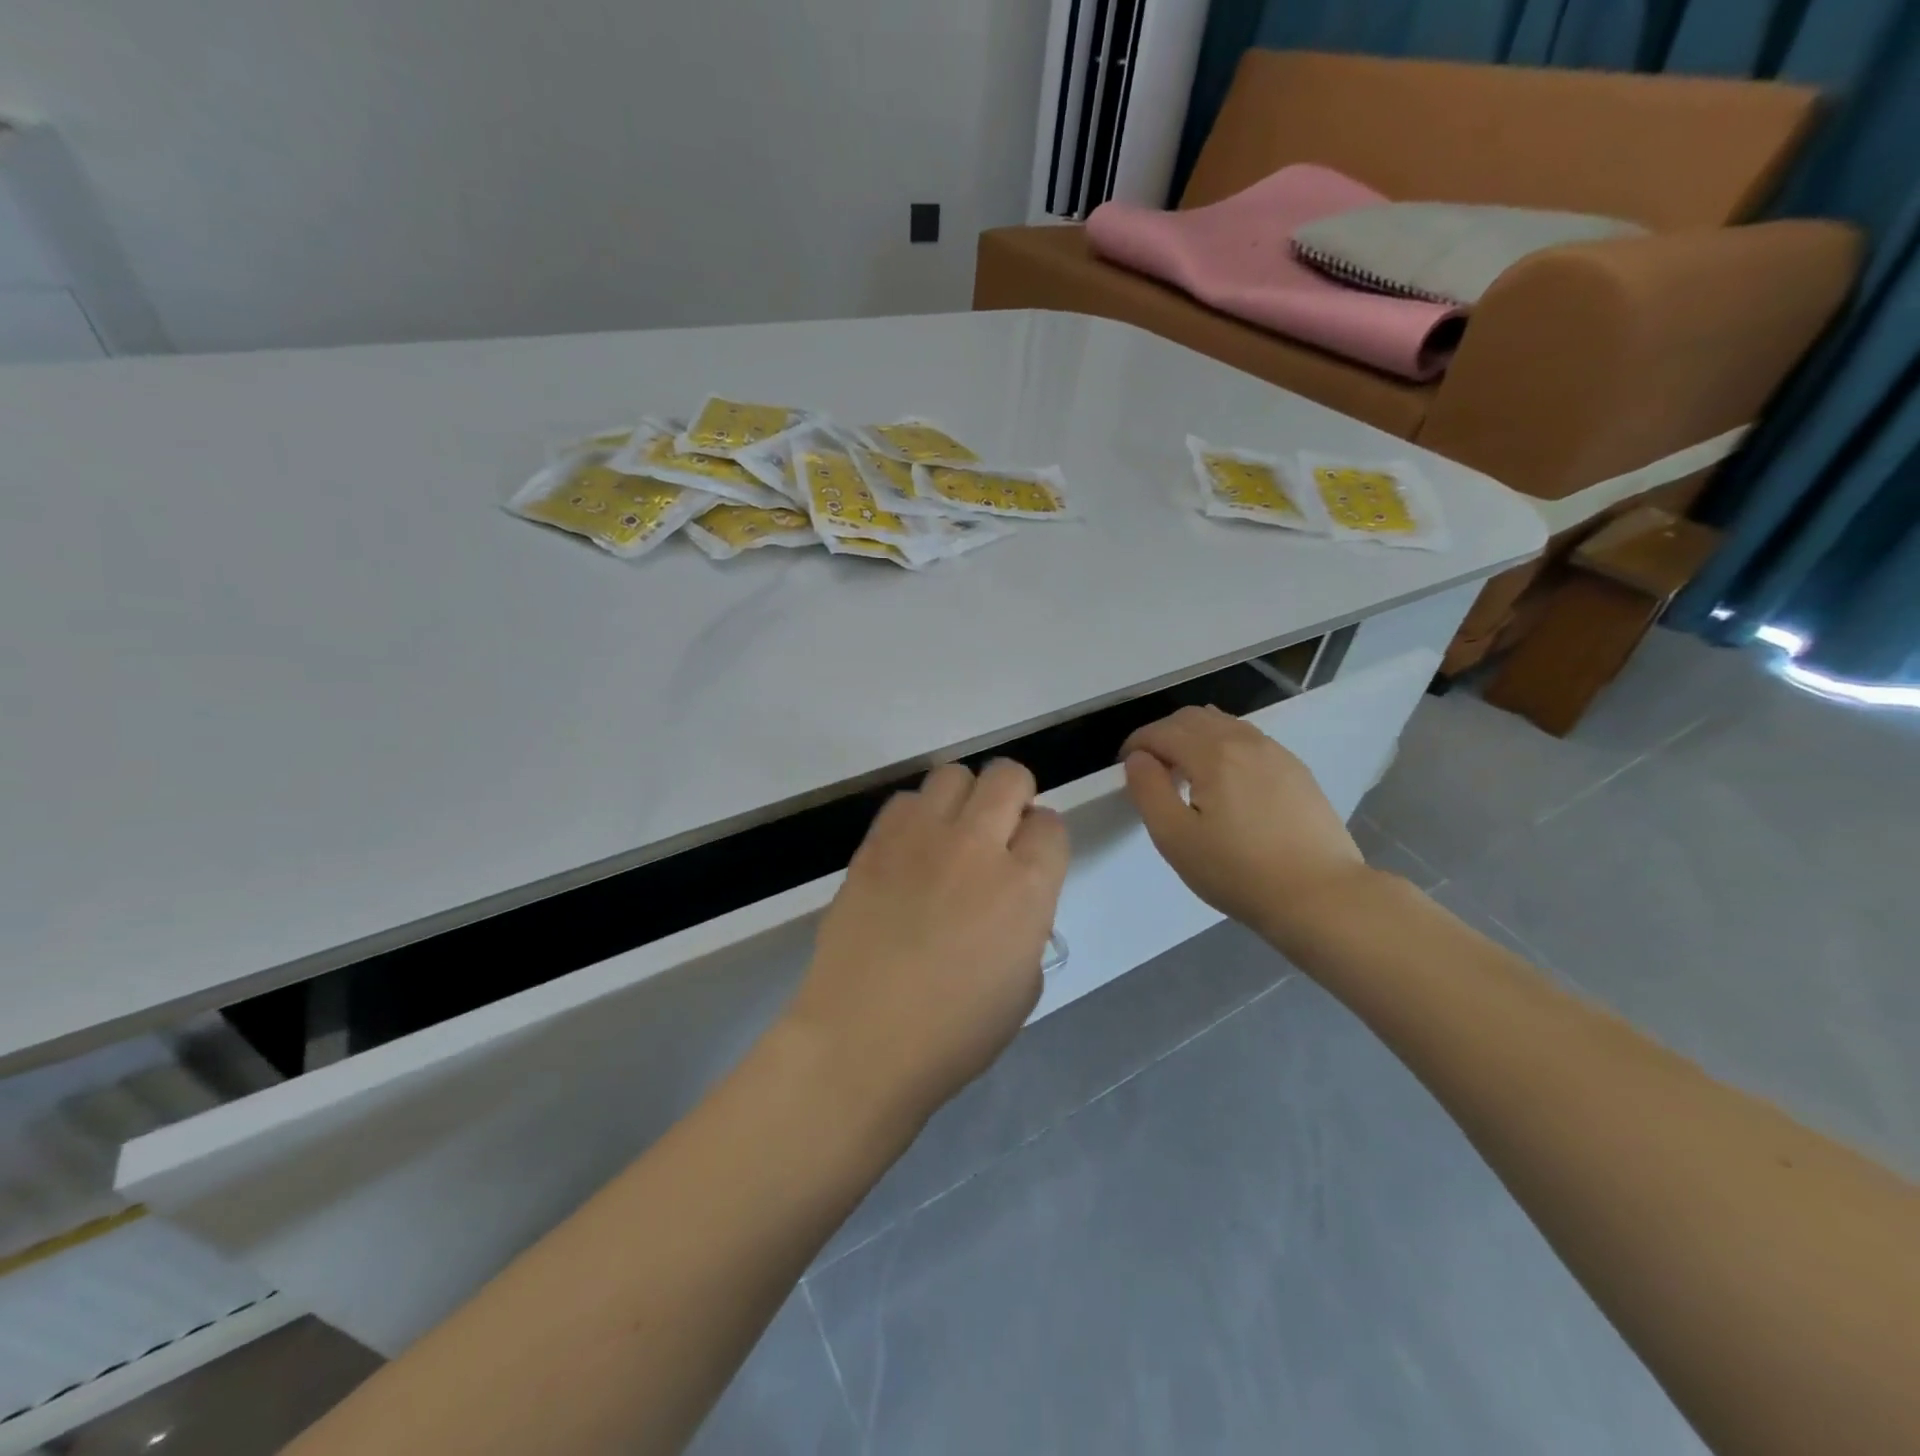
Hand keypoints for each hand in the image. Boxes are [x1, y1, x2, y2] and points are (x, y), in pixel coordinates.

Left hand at [785, 760, 1068, 1127]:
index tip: (1030, 859)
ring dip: (964, 798)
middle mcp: (977, 846)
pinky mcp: (874, 843)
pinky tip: (910, 852)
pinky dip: (916, 815)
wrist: (863, 1039)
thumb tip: (1011, 898)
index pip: (1051, 824)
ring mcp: (920, 838)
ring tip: (951, 835)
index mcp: (1025, 887)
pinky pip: (904, 800)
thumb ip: (1027, 924)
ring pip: (953, 774)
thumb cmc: (954, 1033)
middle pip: (1008, 776)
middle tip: (999, 831)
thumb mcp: (1023, 985)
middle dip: (1014, 795)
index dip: (1043, 838)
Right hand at [1121, 706, 1367, 945]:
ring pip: (1222, 724)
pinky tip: (1224, 782)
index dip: (1135, 745)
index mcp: (1212, 753)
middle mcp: (1244, 740)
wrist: (1320, 895)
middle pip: (1191, 718)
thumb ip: (1148, 790)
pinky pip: (1247, 740)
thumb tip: (1138, 759)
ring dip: (1193, 738)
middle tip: (1152, 770)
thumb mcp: (1175, 838)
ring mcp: (1275, 752)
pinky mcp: (1294, 769)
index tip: (1125, 769)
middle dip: (1162, 735)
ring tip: (1185, 774)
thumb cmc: (1238, 872)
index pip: (1161, 731)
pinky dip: (1222, 746)